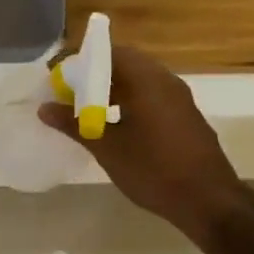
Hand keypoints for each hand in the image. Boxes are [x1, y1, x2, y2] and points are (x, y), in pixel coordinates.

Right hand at [38, 44, 253, 243]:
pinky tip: (115, 123)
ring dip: (112, 87)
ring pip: (140, 80)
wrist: (209, 201)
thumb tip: (44, 108)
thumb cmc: (154, 170)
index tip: (57, 72)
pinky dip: (129, 99)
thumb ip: (74, 124)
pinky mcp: (185, 116)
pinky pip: (151, 95)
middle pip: (125, 62)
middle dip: (95, 72)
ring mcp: (179, 99)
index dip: (80, 59)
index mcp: (146, 80)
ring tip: (86, 107)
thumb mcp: (107, 148)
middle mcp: (165, 81)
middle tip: (69, 89)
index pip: (108, 52)